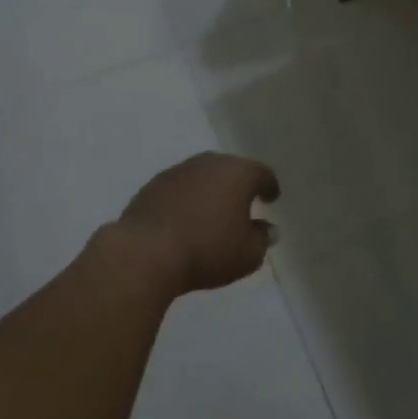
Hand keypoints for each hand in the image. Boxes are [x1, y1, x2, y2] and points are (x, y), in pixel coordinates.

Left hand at [117, 153, 280, 294]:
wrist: (145, 253)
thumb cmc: (207, 251)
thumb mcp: (247, 255)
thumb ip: (262, 239)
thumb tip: (268, 229)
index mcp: (238, 173)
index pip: (262, 173)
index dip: (269, 186)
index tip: (272, 198)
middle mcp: (209, 163)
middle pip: (231, 169)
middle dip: (238, 185)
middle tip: (243, 203)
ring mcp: (178, 171)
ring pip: (203, 176)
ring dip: (210, 191)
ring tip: (212, 213)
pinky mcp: (152, 185)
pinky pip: (179, 188)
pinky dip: (186, 199)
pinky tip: (184, 219)